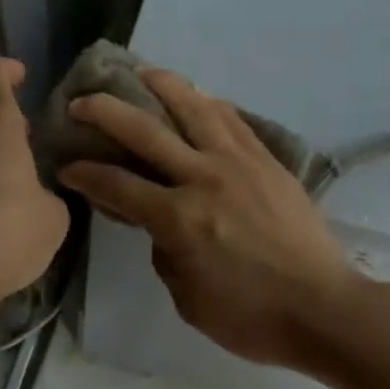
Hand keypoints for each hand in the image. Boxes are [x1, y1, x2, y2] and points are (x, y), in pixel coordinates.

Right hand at [59, 68, 360, 372]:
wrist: (323, 308)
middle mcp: (204, 178)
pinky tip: (197, 97)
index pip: (117, 184)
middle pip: (145, 130)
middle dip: (105, 111)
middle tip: (82, 102)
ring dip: (162, 84)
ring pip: (194, 108)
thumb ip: (165, 253)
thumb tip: (160, 225)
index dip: (84, 173)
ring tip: (141, 72)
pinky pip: (233, 120)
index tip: (66, 165)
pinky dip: (208, 103)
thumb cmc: (251, 317)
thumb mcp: (188, 299)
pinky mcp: (268, 160)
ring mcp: (239, 163)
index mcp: (179, 218)